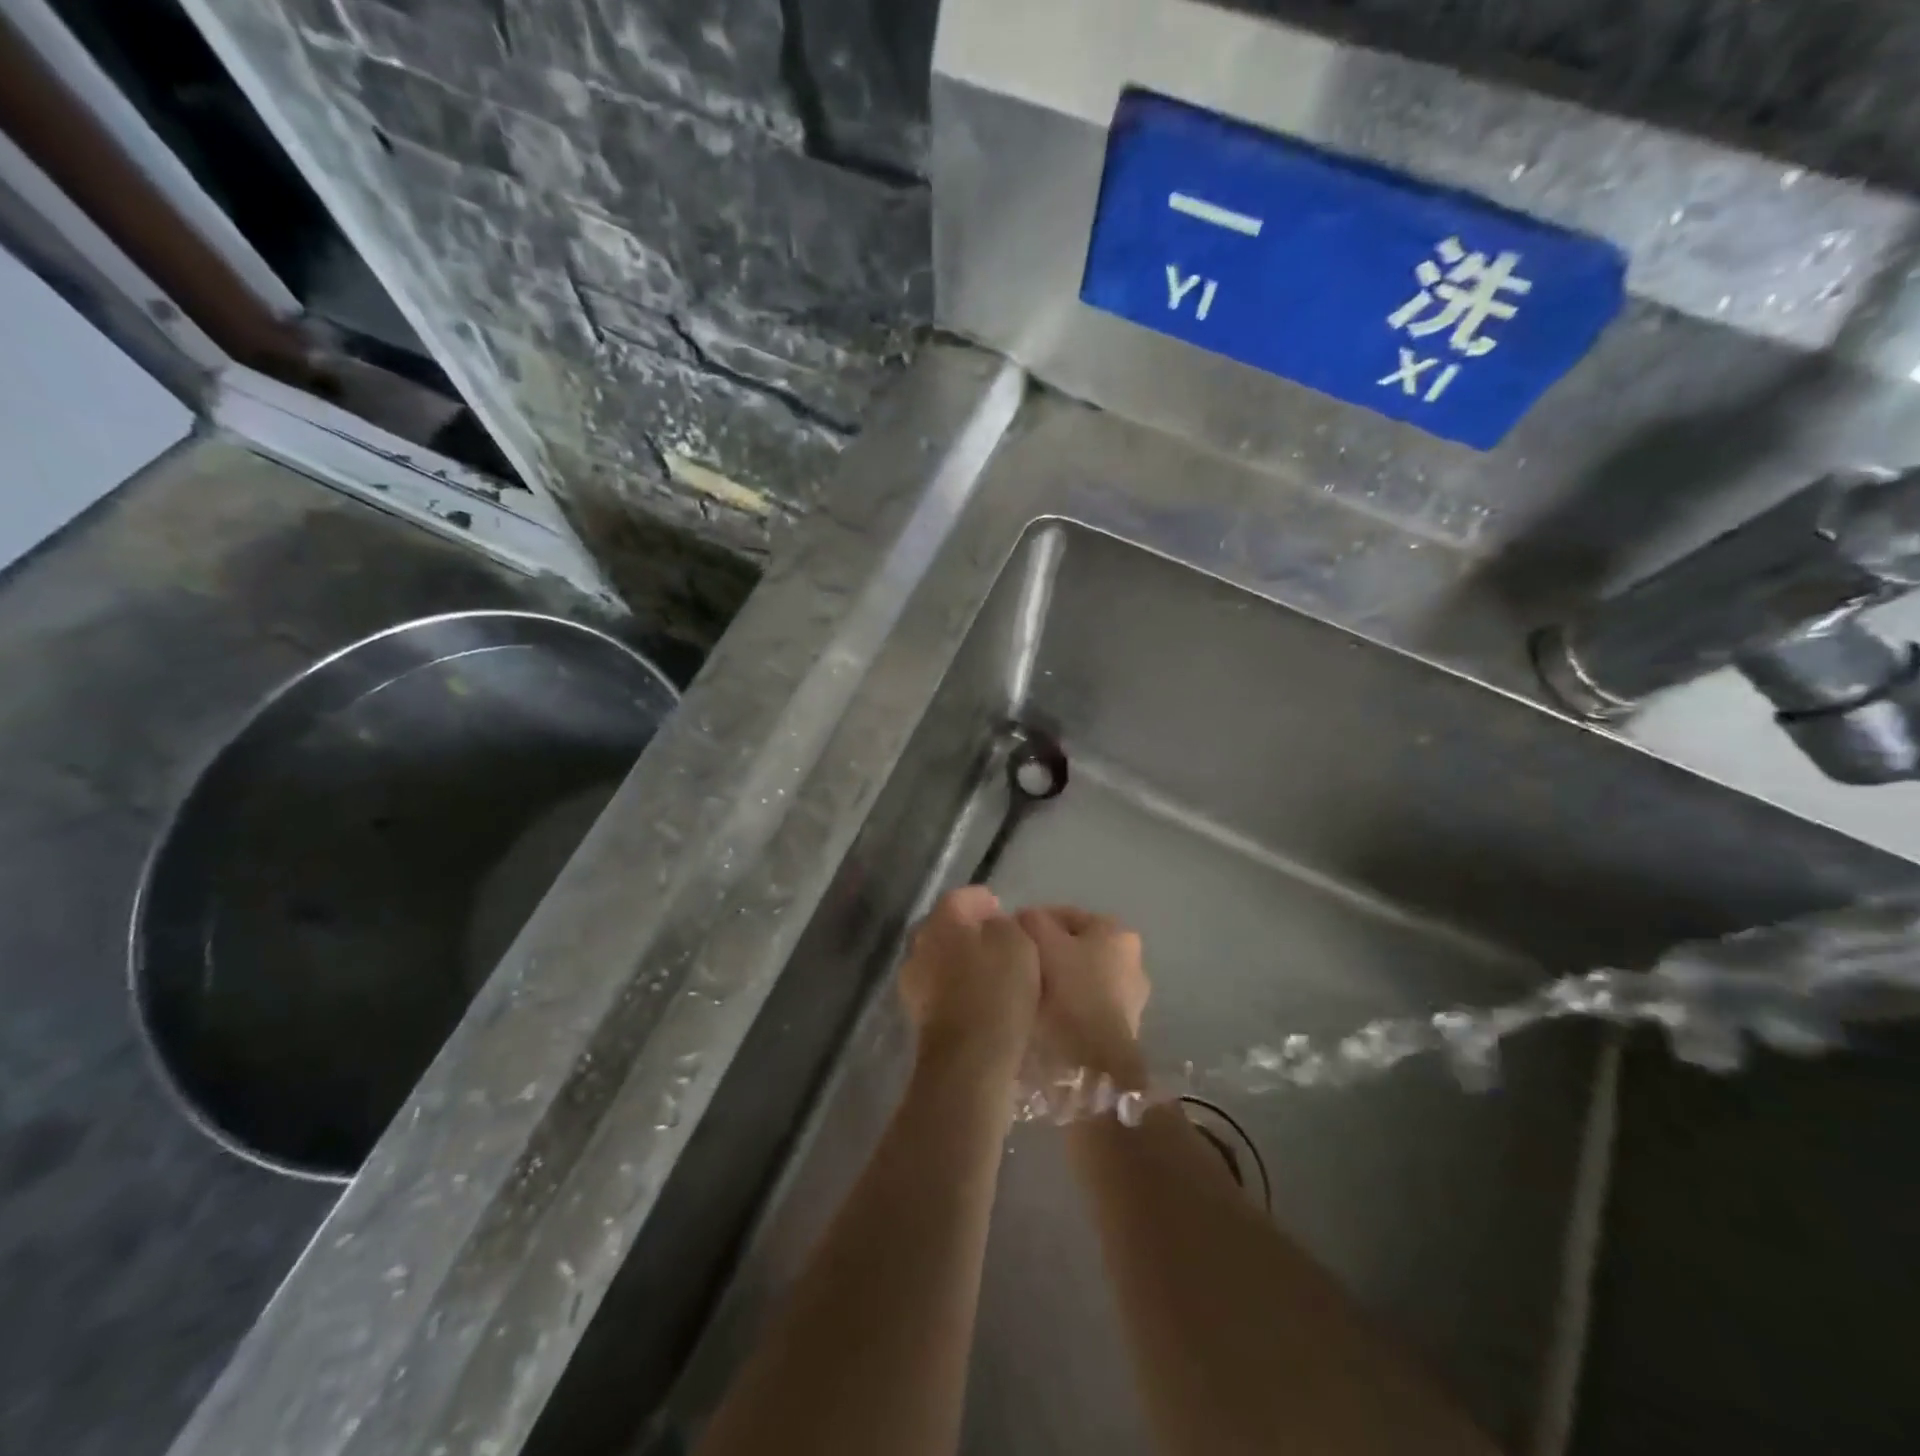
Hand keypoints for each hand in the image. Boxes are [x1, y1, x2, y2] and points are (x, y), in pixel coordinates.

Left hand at [899, 887, 1040, 1076]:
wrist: (968, 1059)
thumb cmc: (996, 991)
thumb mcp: (1016, 943)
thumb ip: (1004, 925)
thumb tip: (993, 926)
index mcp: (940, 922)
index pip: (958, 898)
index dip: (979, 899)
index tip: (999, 906)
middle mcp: (918, 947)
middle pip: (944, 928)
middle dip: (967, 930)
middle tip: (996, 938)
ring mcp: (913, 984)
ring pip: (940, 960)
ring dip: (961, 961)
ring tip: (991, 970)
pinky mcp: (919, 1017)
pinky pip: (942, 990)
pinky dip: (958, 988)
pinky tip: (980, 997)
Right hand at [1016, 907, 1151, 1086]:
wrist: (1096, 1059)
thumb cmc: (1072, 989)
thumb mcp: (1043, 942)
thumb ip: (1032, 920)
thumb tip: (1024, 916)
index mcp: (1116, 930)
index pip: (1065, 915)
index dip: (1033, 923)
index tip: (1012, 939)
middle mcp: (1132, 957)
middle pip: (1076, 945)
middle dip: (1049, 952)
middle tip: (1020, 965)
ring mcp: (1133, 994)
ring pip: (1083, 975)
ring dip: (1059, 979)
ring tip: (1031, 992)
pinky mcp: (1126, 1025)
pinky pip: (1088, 1002)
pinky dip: (1070, 1003)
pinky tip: (1049, 1014)